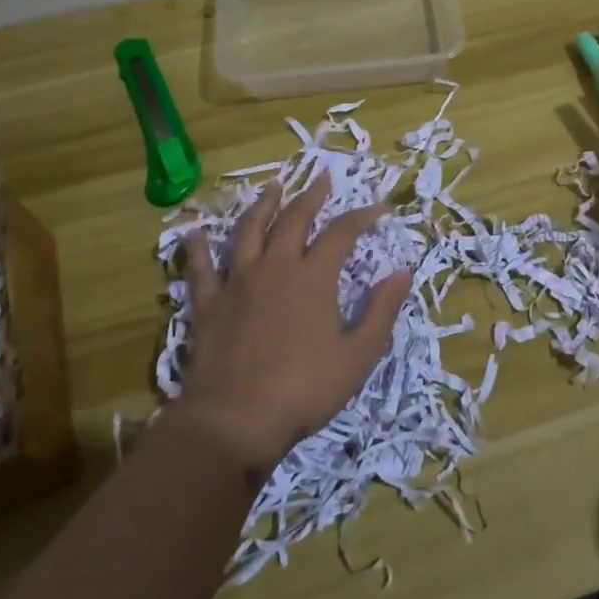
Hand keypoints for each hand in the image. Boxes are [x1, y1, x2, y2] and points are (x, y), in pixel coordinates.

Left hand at [175, 177, 410, 477]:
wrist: (235, 419)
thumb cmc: (304, 389)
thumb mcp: (358, 355)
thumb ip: (381, 310)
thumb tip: (403, 271)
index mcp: (313, 277)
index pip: (341, 233)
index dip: (361, 217)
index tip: (377, 208)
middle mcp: (276, 267)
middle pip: (294, 220)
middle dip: (311, 196)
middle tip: (322, 179)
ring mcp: (238, 282)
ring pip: (249, 231)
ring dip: (263, 205)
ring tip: (272, 187)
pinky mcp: (209, 303)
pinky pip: (201, 269)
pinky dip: (198, 249)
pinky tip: (195, 233)